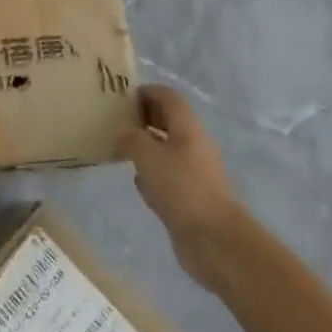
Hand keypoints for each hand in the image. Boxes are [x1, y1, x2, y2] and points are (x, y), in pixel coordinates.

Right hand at [117, 86, 241, 288]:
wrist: (213, 239)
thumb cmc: (181, 188)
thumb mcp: (149, 156)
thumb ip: (132, 139)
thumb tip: (122, 132)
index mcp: (187, 127)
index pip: (167, 97)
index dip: (146, 92)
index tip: (122, 97)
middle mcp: (193, 144)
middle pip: (168, 121)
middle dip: (144, 118)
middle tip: (117, 122)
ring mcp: (194, 171)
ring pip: (167, 149)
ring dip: (146, 146)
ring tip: (121, 150)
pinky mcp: (190, 196)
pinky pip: (168, 175)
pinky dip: (152, 173)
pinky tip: (138, 183)